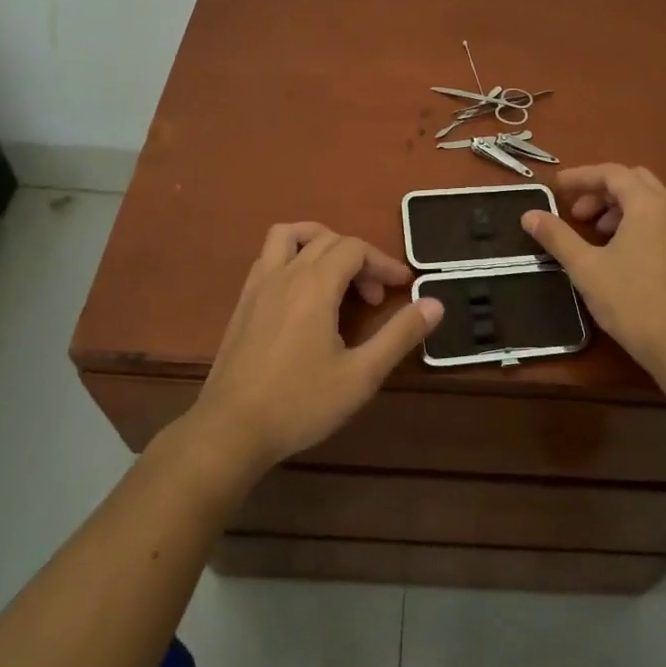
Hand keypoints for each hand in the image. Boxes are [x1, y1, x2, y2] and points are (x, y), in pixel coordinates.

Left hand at [189, 222, 443, 479]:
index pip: (355, 249)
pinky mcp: (243, 301)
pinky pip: (269, 257)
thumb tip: (435, 304)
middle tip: (376, 298)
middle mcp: (285, 273)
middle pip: (328, 239)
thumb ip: (400, 336)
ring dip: (319, 241)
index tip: (403, 286)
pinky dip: (293, 257)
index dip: (383, 263)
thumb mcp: (361, 375)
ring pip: (289, 235)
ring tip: (337, 272)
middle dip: (359, 259)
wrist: (230, 431)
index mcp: (315, 285)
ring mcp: (258, 285)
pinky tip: (303, 294)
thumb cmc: (300, 403)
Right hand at [520, 165, 665, 379]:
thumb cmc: (630, 300)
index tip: (556, 187)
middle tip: (577, 212)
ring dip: (618, 206)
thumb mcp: (585, 267)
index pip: (612, 173)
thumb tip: (529, 215)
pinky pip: (660, 219)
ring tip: (595, 231)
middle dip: (601, 190)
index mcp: (648, 204)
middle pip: (633, 181)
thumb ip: (557, 236)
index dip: (581, 176)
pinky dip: (636, 220)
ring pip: (648, 200)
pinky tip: (619, 248)